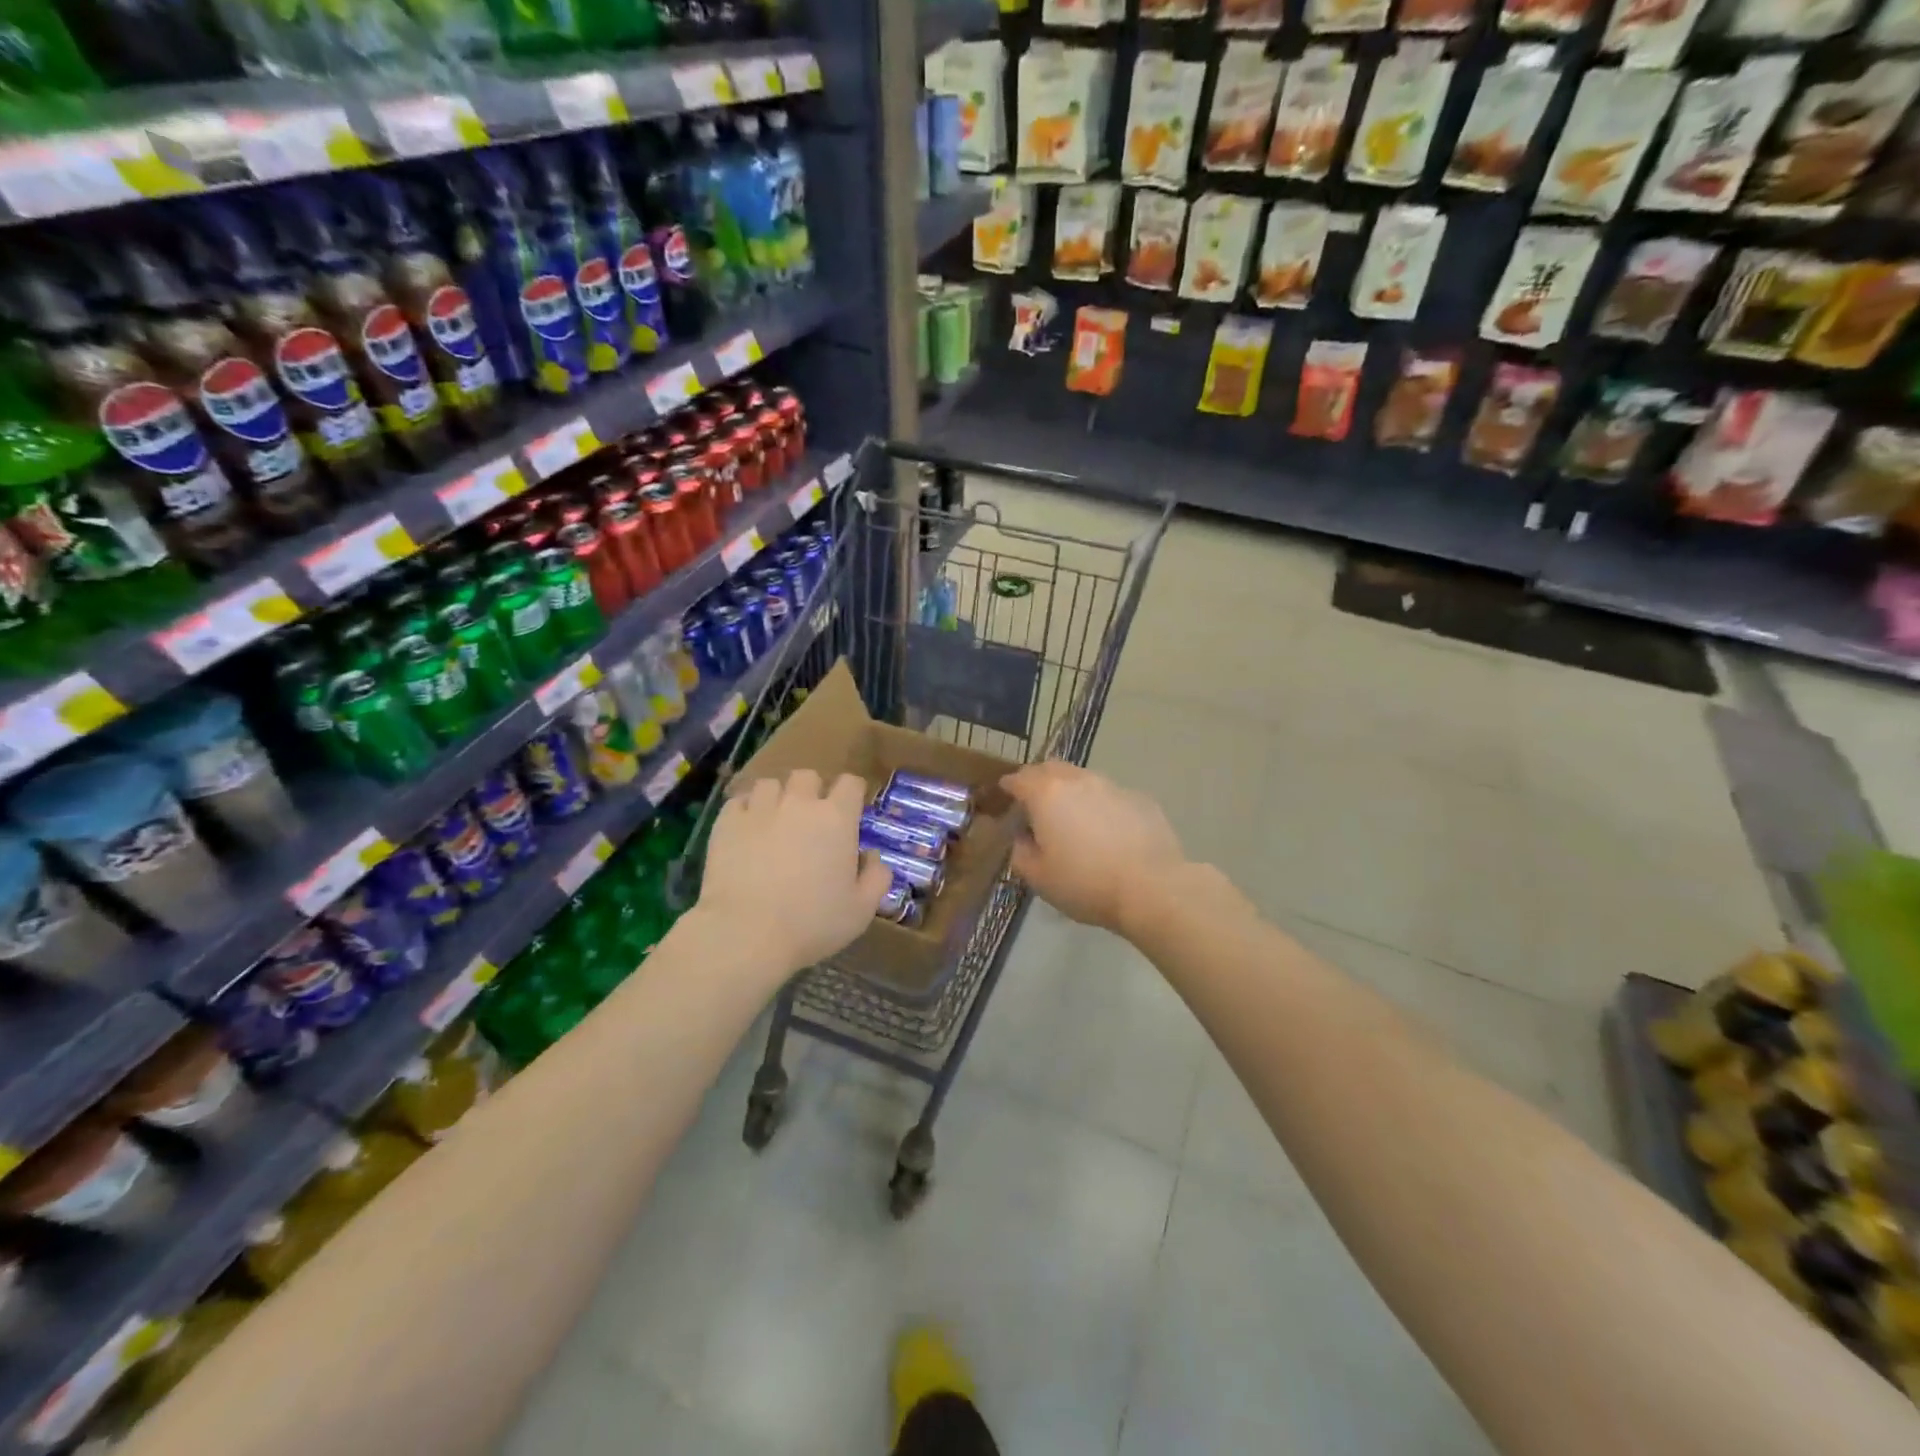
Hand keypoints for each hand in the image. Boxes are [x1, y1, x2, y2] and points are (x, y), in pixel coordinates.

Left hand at [696, 770, 892, 974]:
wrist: (746, 933)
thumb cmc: (811, 923)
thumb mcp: (861, 910)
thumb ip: (876, 877)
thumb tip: (872, 856)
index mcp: (837, 818)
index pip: (850, 783)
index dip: (852, 794)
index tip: (850, 813)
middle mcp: (799, 804)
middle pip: (808, 776)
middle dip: (812, 791)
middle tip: (810, 820)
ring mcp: (759, 809)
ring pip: (770, 784)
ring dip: (777, 798)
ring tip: (774, 821)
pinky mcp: (727, 823)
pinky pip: (738, 802)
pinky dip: (745, 811)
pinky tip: (746, 831)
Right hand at [1001, 761, 1187, 934]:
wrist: (1151, 887)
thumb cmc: (1085, 883)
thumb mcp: (1039, 878)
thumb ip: (1021, 853)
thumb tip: (1023, 839)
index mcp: (1047, 794)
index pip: (1019, 778)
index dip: (1009, 786)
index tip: (1005, 794)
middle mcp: (1078, 780)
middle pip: (1051, 768)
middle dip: (1039, 780)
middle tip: (1035, 803)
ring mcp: (1113, 786)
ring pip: (1083, 779)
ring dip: (1072, 791)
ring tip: (1073, 818)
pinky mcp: (1140, 799)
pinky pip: (1111, 796)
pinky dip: (1101, 806)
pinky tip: (1107, 831)